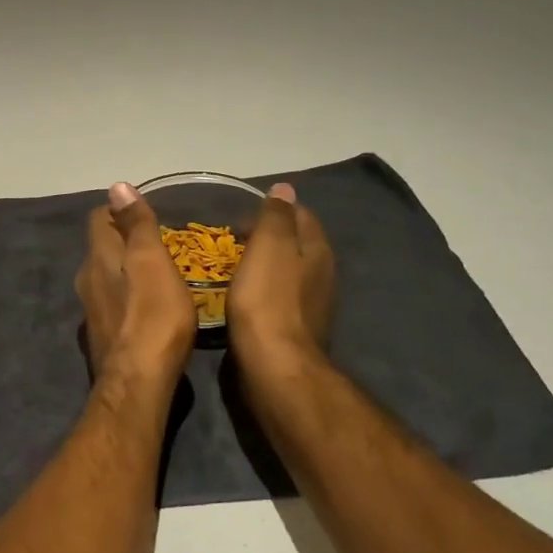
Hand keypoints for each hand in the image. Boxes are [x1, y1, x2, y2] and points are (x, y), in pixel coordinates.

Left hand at [76, 182, 196, 385]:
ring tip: (157, 274)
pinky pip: (112, 304)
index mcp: (98, 257)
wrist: (138, 381)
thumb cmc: (153, 316)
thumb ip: (137, 225)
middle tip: (158, 243)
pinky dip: (127, 298)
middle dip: (124, 240)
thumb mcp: (152, 261)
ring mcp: (90, 310)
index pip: (99, 218)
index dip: (120, 210)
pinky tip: (148, 309)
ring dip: (125, 270)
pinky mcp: (101, 336)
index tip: (145, 214)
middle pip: (101, 248)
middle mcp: (86, 279)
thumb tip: (117, 186)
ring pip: (105, 277)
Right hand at [228, 182, 334, 380]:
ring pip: (287, 271)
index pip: (300, 214)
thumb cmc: (268, 299)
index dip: (272, 209)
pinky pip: (277, 296)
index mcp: (317, 249)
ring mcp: (310, 303)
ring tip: (232, 265)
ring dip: (264, 264)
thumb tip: (284, 188)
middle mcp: (321, 274)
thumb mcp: (269, 246)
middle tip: (232, 239)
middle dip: (268, 236)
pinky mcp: (294, 327)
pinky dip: (261, 289)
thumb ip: (276, 215)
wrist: (274, 364)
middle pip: (296, 243)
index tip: (239, 217)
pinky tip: (241, 296)